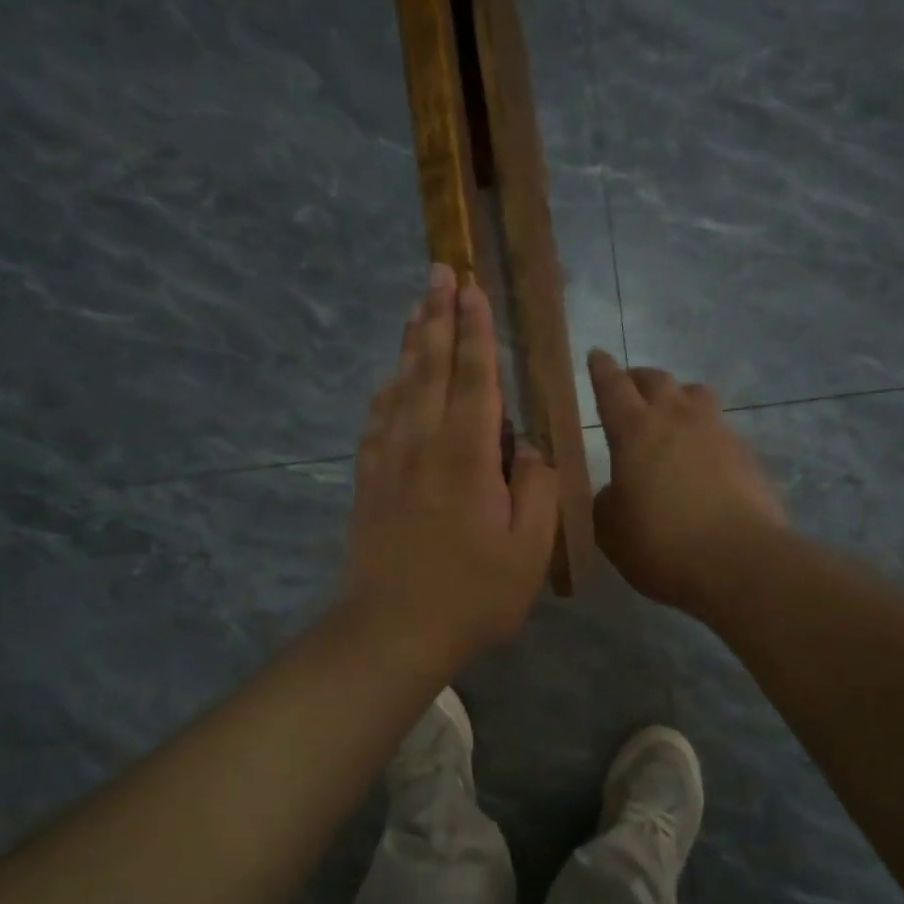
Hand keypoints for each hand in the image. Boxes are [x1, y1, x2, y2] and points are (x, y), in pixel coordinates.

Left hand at [342, 264, 559, 666]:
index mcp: (466, 455)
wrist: (391, 631)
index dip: (475, 329)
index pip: (474, 376)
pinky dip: (386, 390)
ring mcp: (388, 461)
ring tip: (417, 309)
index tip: (472, 288)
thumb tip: (526, 448)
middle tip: (438, 272)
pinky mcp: (368, 482)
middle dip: (438, 315)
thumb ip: (535, 487)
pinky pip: (376, 420)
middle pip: (430, 366)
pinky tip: (390, 381)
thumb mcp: (529, 549)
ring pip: (400, 386)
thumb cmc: (472, 595)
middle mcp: (422, 443)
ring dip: (411, 344)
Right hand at [587, 349, 786, 610]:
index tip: (597, 355)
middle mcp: (678, 419)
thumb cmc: (661, 544)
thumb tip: (614, 492)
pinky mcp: (747, 455)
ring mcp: (718, 432)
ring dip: (679, 397)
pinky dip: (706, 434)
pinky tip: (703, 459)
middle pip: (658, 380)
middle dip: (639, 378)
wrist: (740, 562)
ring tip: (672, 415)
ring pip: (696, 394)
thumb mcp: (611, 531)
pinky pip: (721, 429)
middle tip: (629, 387)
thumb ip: (605, 503)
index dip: (601, 370)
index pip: (613, 387)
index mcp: (635, 431)